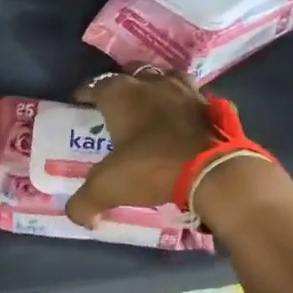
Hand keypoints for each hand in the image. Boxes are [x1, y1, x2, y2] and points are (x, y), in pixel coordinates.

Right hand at [63, 68, 222, 227]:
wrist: (214, 171)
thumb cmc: (152, 167)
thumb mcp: (108, 188)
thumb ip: (84, 202)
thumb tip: (78, 216)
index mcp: (121, 95)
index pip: (95, 85)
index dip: (84, 94)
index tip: (79, 103)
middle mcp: (152, 83)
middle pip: (131, 76)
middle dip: (122, 88)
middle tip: (116, 109)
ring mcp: (186, 90)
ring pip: (165, 80)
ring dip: (156, 91)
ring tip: (151, 108)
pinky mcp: (212, 105)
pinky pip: (193, 100)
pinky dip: (185, 108)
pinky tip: (183, 123)